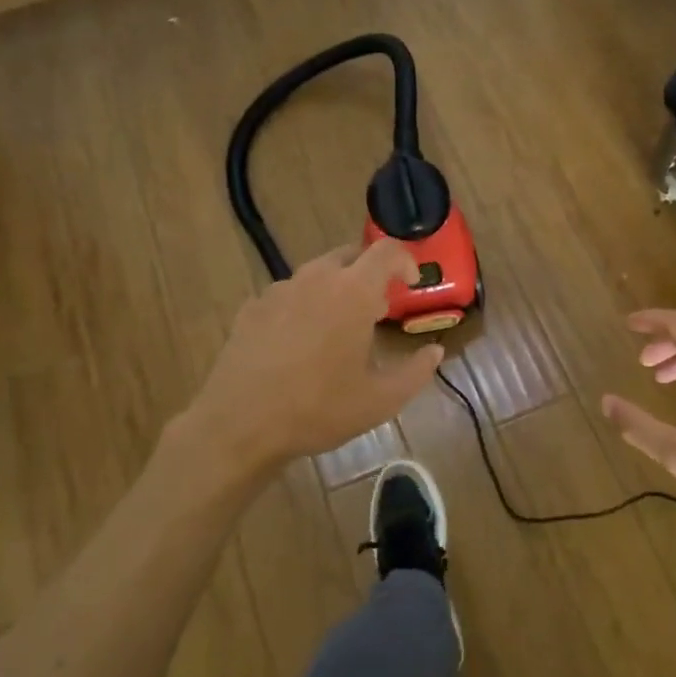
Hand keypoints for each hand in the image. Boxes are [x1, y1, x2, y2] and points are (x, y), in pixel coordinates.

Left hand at [182, 241, 444, 468]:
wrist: (240, 424)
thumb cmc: (319, 409)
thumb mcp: (381, 400)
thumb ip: (416, 371)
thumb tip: (435, 351)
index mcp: (353, 292)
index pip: (387, 252)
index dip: (405, 261)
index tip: (412, 284)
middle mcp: (316, 279)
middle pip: (350, 256)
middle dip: (370, 274)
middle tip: (378, 308)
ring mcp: (279, 290)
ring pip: (317, 274)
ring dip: (336, 289)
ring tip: (339, 327)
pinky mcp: (252, 308)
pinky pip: (288, 294)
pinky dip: (305, 305)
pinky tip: (300, 342)